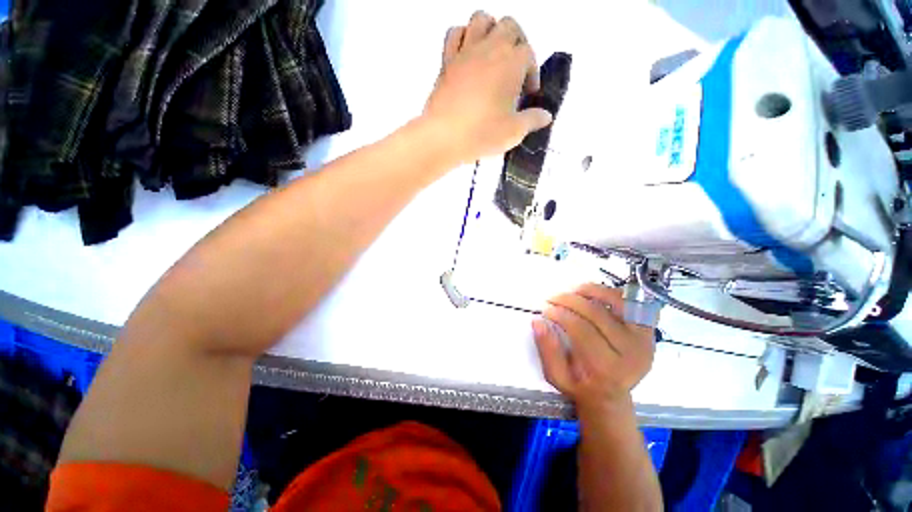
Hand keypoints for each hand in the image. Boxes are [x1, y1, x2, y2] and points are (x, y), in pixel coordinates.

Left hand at [422, 11, 552, 163]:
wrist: (444, 137)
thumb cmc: (482, 133)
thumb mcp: (514, 132)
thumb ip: (532, 120)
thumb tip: (546, 116)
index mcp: (511, 62)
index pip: (528, 54)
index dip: (531, 73)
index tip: (527, 94)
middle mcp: (490, 48)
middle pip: (509, 26)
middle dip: (517, 43)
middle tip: (514, 69)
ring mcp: (465, 51)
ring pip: (481, 19)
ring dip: (491, 31)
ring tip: (492, 55)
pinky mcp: (446, 60)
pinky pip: (454, 33)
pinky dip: (463, 37)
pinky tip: (467, 55)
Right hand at [532, 283, 655, 413]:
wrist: (611, 395)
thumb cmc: (580, 385)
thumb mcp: (557, 376)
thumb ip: (547, 349)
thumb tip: (538, 321)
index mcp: (608, 368)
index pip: (582, 330)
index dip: (561, 314)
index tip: (545, 309)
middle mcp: (631, 352)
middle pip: (597, 313)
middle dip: (569, 300)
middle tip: (552, 298)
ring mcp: (644, 339)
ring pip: (616, 302)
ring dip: (590, 290)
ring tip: (570, 291)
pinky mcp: (648, 330)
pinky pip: (629, 302)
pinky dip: (608, 292)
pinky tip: (590, 293)